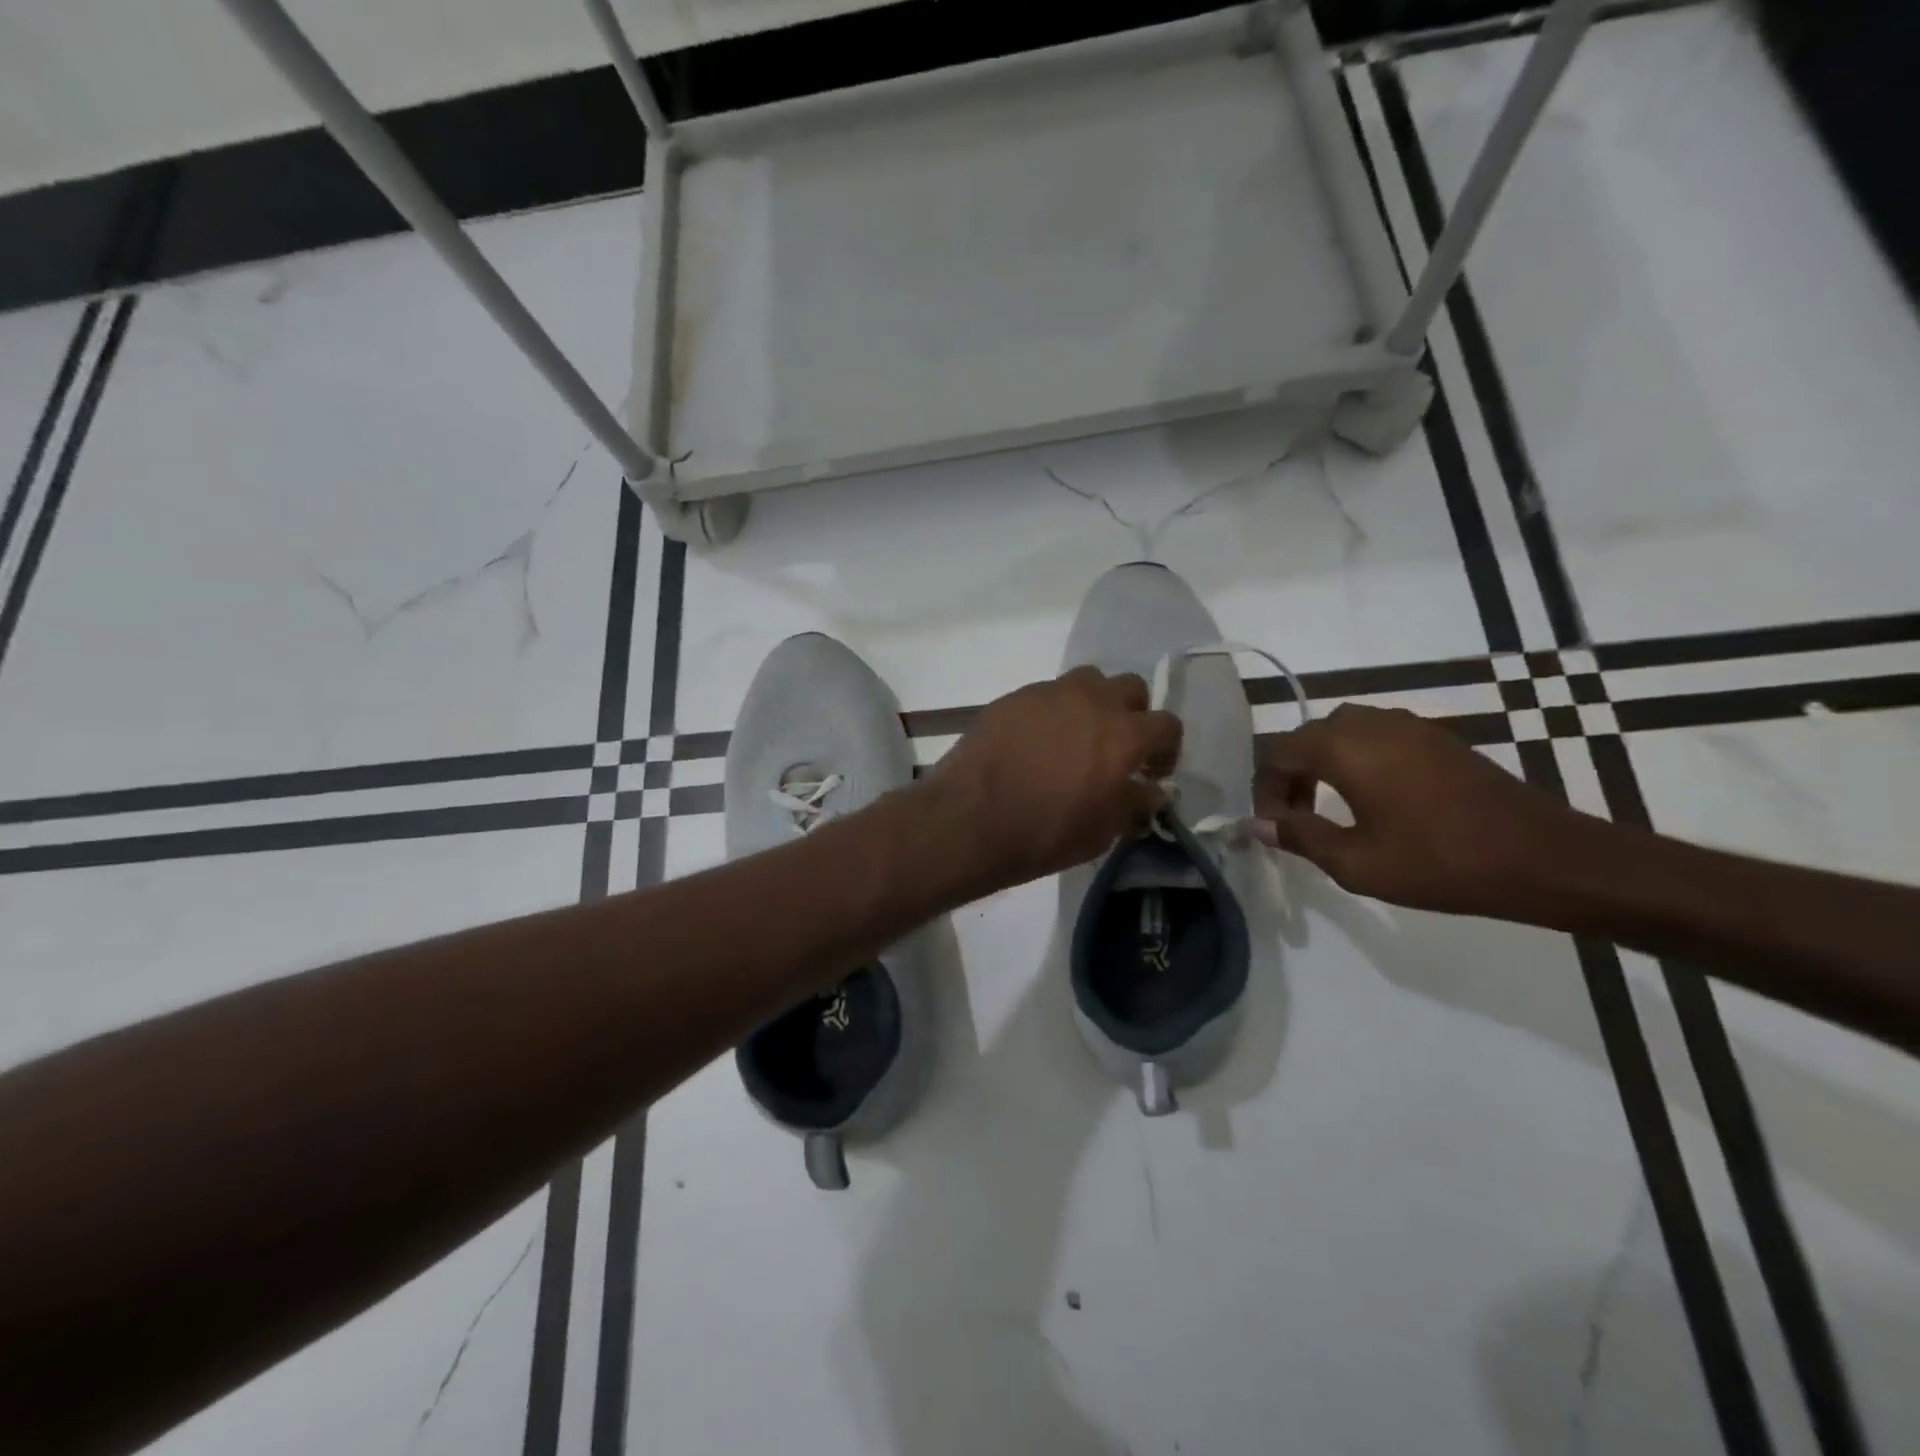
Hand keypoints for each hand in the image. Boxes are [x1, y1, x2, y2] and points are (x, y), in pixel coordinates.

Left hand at [925, 666, 1182, 891]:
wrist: (970, 819)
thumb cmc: (1044, 834)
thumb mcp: (1101, 833)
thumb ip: (1133, 805)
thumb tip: (1150, 792)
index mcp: (1123, 735)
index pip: (1167, 724)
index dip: (1166, 749)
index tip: (1151, 773)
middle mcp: (1092, 701)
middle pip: (1130, 688)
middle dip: (1132, 714)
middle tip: (1118, 747)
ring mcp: (1049, 693)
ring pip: (1088, 680)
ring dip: (1093, 702)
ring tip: (1077, 735)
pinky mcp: (1014, 697)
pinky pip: (1047, 693)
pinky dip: (1053, 711)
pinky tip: (1036, 742)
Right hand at [1253, 702, 1589, 917]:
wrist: (1543, 858)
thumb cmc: (1440, 863)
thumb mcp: (1357, 862)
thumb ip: (1300, 836)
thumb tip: (1260, 824)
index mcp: (1344, 748)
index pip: (1278, 752)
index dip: (1265, 788)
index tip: (1273, 826)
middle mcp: (1371, 724)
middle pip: (1308, 737)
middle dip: (1291, 775)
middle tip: (1295, 819)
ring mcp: (1409, 726)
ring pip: (1342, 732)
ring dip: (1323, 764)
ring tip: (1329, 808)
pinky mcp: (1438, 738)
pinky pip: (1376, 736)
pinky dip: (1357, 759)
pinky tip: (1373, 798)